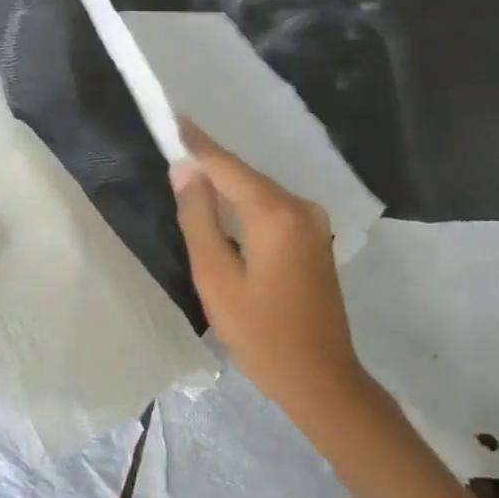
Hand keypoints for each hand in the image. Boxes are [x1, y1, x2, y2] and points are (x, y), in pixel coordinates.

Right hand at [170, 121, 370, 425]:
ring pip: (260, 193)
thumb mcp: (216, 278)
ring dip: (229, 186)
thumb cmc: (261, 333)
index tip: (177, 119)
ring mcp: (314, 223)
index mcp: (275, 214)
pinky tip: (226, 209)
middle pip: (247, 177)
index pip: (228, 167)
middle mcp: (300, 207)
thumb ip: (198, 219)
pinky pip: (273, 209)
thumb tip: (185, 172)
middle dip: (212, 166)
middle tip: (178, 150)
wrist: (322, 378)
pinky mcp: (316, 239)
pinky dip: (247, 204)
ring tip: (194, 176)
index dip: (200, 144)